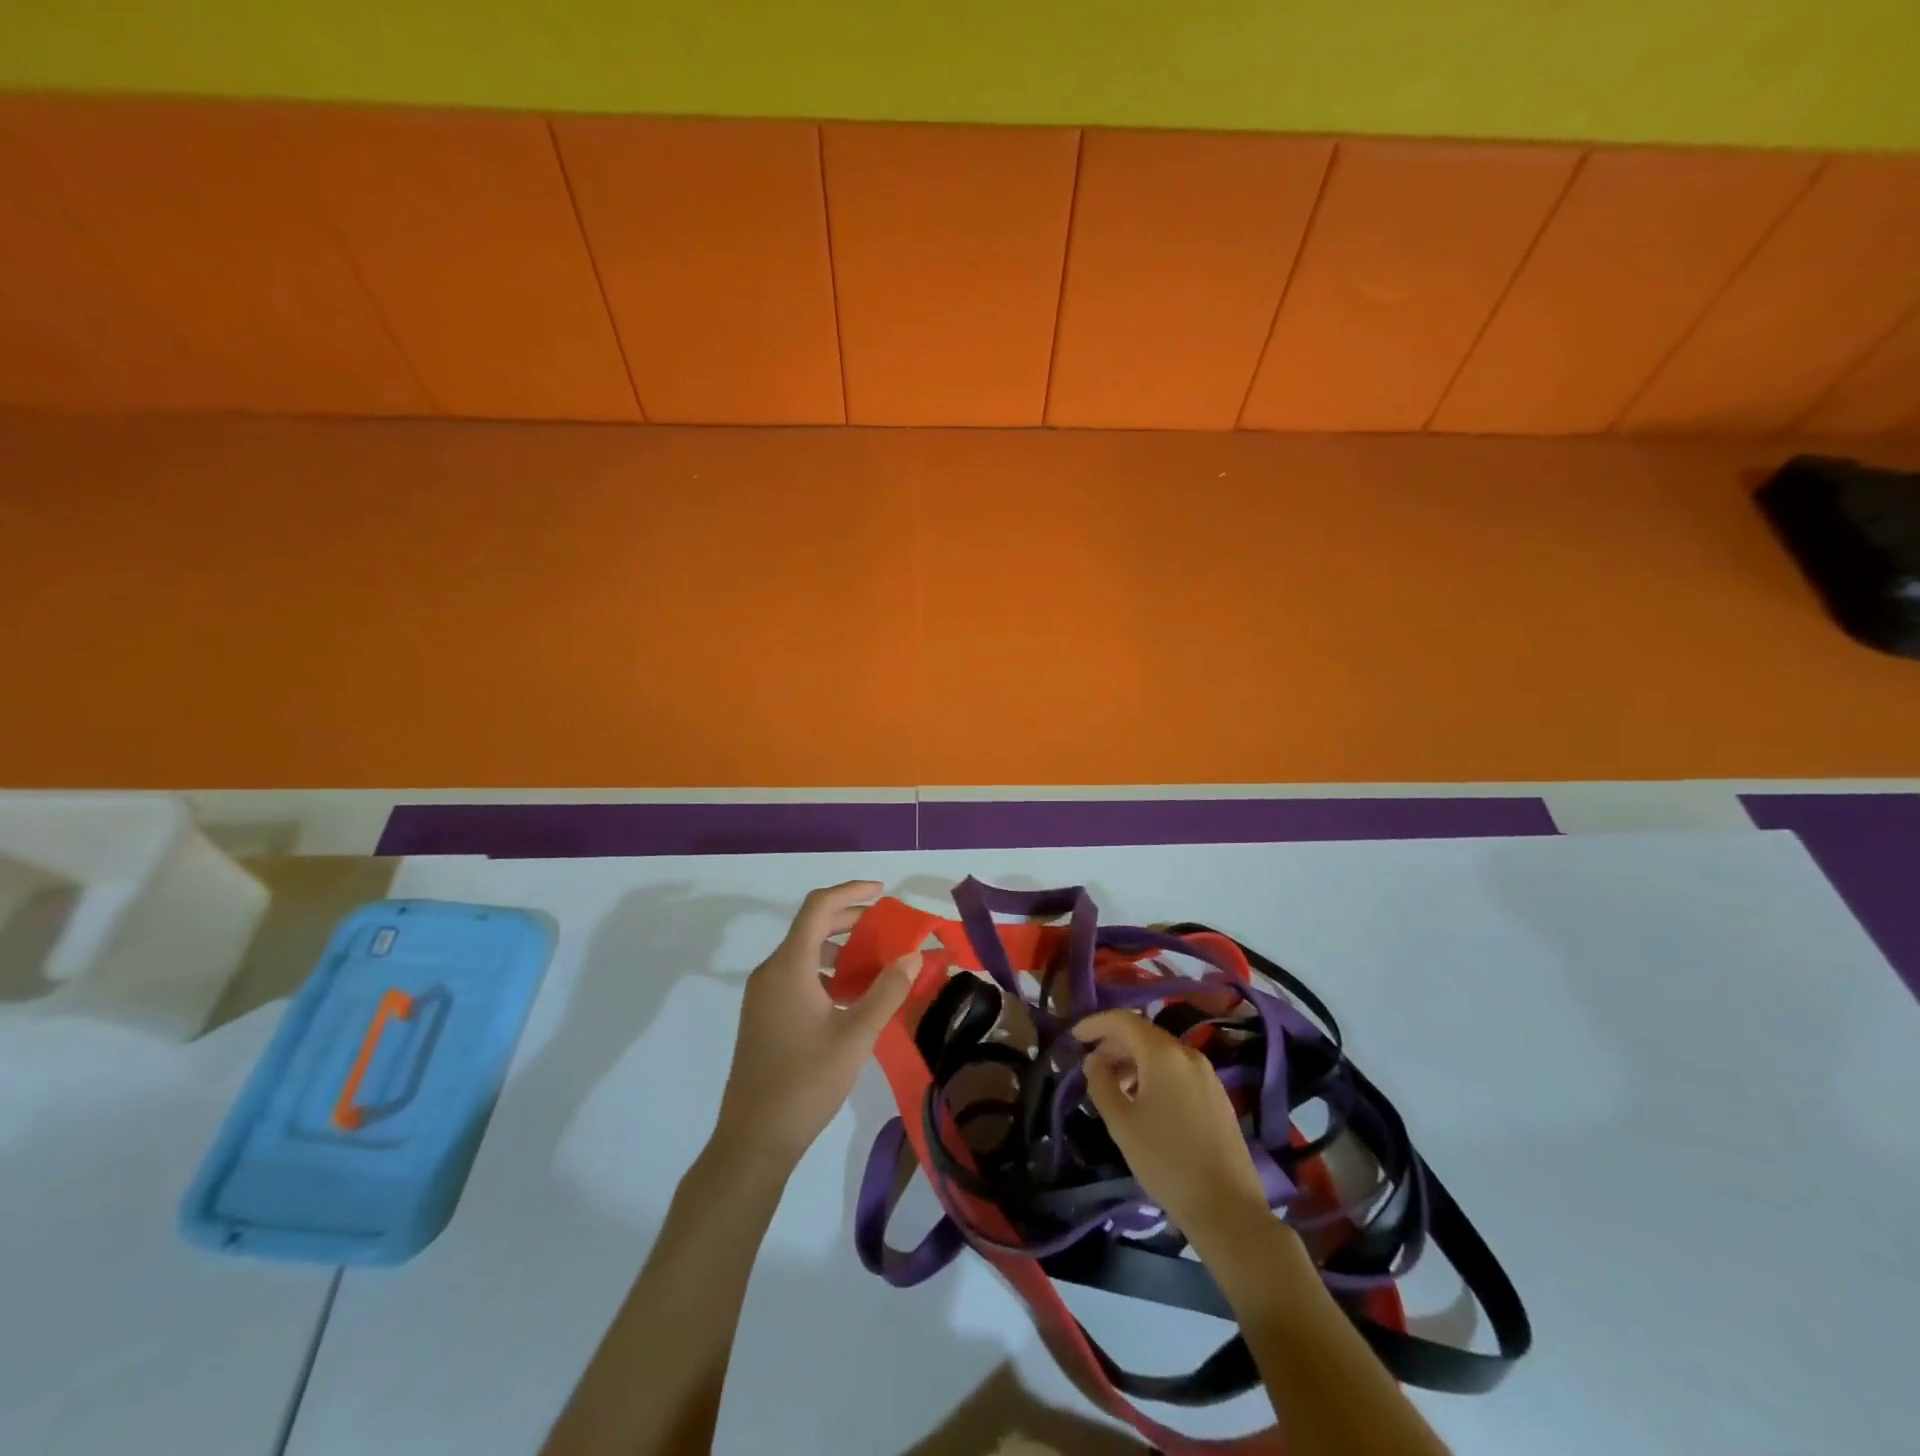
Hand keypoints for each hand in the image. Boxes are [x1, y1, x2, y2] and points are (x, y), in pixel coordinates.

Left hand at [714, 881, 919, 1165]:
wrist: (752, 1140)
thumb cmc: (805, 1084)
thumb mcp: (855, 1037)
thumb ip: (886, 992)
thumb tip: (913, 956)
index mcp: (789, 966)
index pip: (818, 907)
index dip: (851, 891)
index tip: (884, 893)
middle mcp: (771, 971)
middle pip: (812, 926)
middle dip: (851, 920)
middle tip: (888, 930)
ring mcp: (763, 994)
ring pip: (805, 952)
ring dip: (840, 949)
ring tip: (876, 966)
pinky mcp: (764, 1015)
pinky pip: (797, 975)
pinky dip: (826, 972)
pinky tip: (851, 998)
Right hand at [1073, 1009, 1270, 1246]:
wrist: (1227, 1208)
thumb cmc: (1166, 1161)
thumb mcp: (1121, 1123)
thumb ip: (1101, 1084)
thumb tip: (1093, 1060)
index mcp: (1163, 1054)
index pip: (1124, 1020)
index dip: (1096, 1024)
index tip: (1074, 1036)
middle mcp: (1188, 1054)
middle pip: (1144, 1033)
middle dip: (1113, 1043)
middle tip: (1090, 1064)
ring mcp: (1207, 1074)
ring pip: (1161, 1052)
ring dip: (1133, 1060)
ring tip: (1114, 1086)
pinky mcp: (1217, 1094)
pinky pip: (1177, 1069)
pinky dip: (1153, 1073)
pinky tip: (1143, 1100)